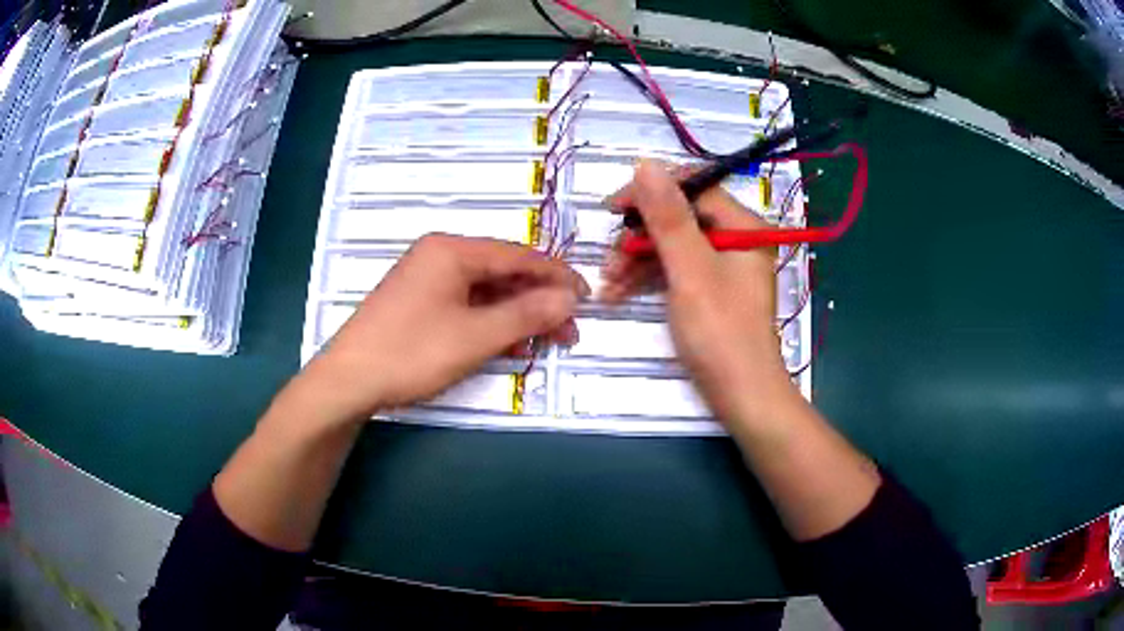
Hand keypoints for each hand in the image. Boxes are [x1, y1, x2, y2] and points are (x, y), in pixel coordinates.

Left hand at [298, 234, 588, 422]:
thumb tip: (569, 299)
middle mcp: (440, 255)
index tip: (586, 298)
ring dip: (516, 315)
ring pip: (486, 291)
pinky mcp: (419, 301)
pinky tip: (508, 344)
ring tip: (544, 342)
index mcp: (452, 250)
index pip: (519, 256)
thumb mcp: (476, 337)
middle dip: (538, 301)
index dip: (557, 277)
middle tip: (568, 331)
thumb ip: (526, 315)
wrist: (349, 380)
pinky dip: (490, 323)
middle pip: (502, 272)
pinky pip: (466, 304)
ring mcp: (427, 278)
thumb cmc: (412, 353)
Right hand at [601, 161, 795, 425]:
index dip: (650, 193)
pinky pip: (675, 270)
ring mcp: (722, 265)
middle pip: (679, 217)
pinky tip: (617, 294)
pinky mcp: (710, 289)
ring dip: (636, 261)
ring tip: (607, 285)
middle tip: (608, 260)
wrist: (741, 397)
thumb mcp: (690, 271)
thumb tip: (646, 163)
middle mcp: (735, 239)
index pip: (693, 188)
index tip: (612, 209)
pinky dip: (647, 279)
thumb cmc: (721, 332)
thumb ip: (668, 217)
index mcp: (743, 226)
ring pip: (672, 245)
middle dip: (639, 237)